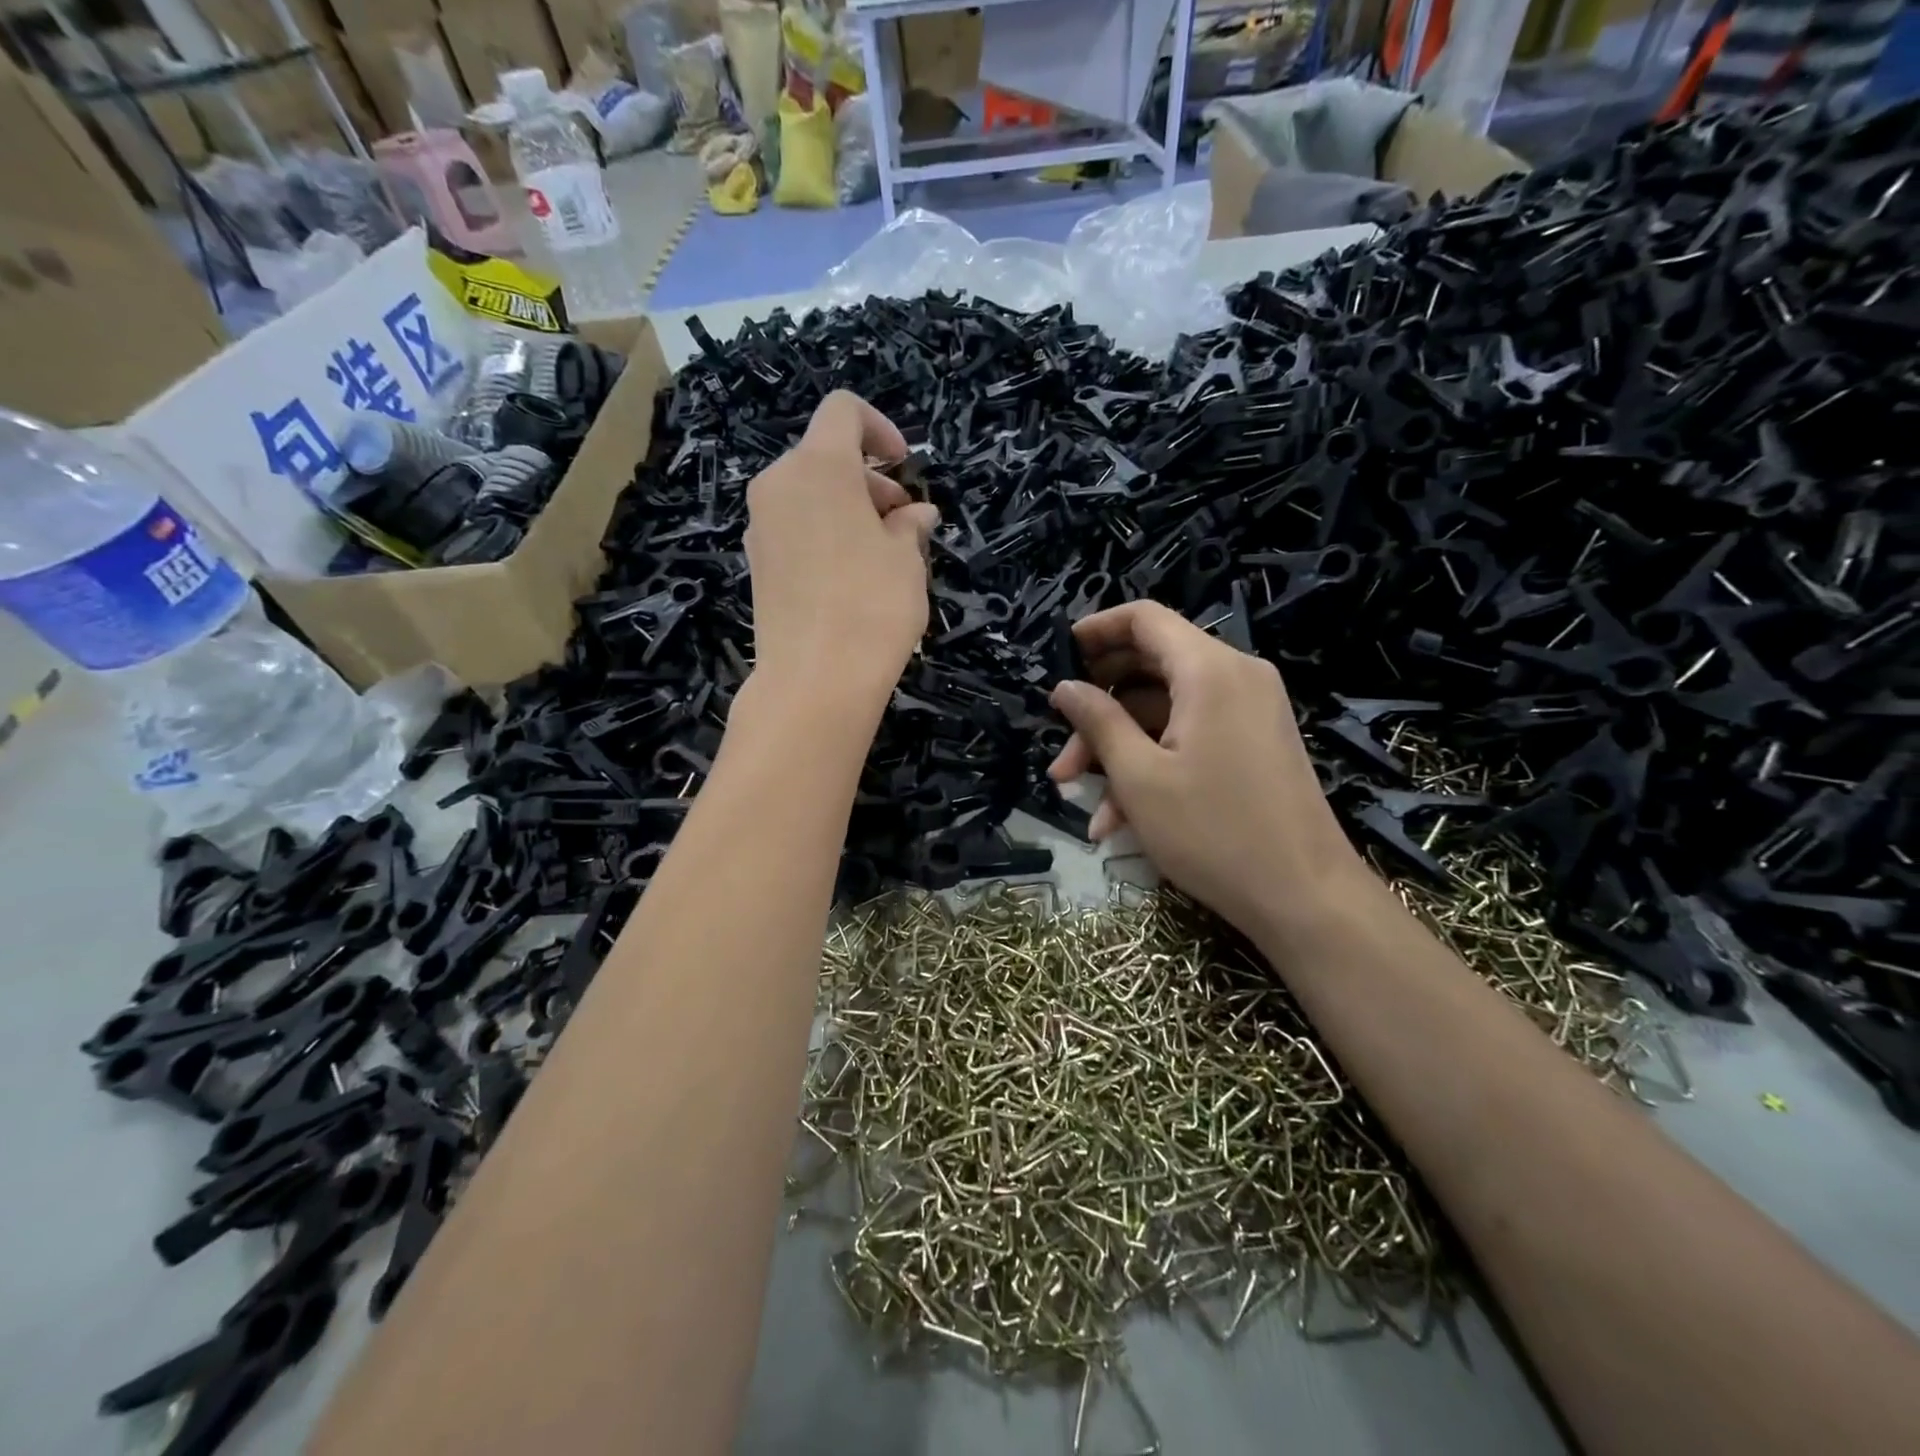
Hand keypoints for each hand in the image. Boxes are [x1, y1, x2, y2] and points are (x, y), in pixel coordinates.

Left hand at [744, 392, 938, 710]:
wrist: (814, 681)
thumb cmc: (872, 606)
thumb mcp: (906, 560)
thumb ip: (910, 525)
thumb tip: (916, 515)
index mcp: (818, 466)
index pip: (843, 412)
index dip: (879, 428)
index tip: (905, 467)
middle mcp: (779, 484)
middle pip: (825, 456)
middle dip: (869, 480)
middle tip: (903, 522)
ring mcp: (761, 525)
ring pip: (809, 494)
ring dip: (848, 508)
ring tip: (883, 554)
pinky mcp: (757, 562)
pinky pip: (795, 527)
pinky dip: (824, 533)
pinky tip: (851, 576)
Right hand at [1047, 601, 1365, 944]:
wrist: (1305, 896)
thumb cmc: (1213, 831)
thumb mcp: (1139, 778)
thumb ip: (1098, 722)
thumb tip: (1065, 688)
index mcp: (1209, 670)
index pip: (1145, 619)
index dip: (1097, 630)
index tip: (1059, 656)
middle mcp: (1235, 676)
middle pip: (1151, 668)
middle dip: (1100, 710)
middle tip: (1062, 752)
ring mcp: (1250, 711)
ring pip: (1166, 711)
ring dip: (1120, 750)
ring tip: (1084, 802)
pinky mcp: (1254, 743)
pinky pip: (1192, 735)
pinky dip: (1155, 763)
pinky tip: (1119, 819)